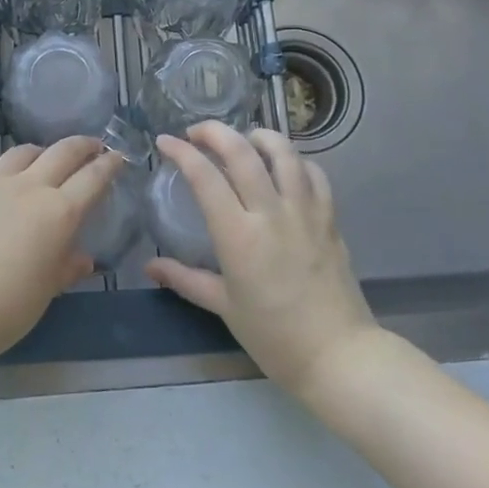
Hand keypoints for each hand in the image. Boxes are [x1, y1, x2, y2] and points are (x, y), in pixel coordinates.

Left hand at [0, 137, 121, 406]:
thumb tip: (83, 258)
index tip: (117, 157)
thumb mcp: (47, 290)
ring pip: (21, 153)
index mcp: (59, 212)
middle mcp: (28, 187)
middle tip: (91, 146)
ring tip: (42, 161)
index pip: (93, 177)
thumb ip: (67, 267)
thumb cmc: (7, 307)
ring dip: (38, 154)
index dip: (108, 164)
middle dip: (81, 146)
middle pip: (62, 152)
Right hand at [145, 122, 379, 402]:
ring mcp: (305, 211)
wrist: (338, 356)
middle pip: (242, 151)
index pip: (205, 177)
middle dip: (214, 131)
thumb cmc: (274, 336)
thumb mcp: (224, 307)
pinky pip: (313, 173)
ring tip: (243, 140)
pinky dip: (295, 160)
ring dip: (258, 136)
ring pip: (283, 152)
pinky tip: (283, 167)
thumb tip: (150, 266)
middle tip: (197, 133)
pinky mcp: (330, 218)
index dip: (181, 152)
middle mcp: (271, 213)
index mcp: (238, 235)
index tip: (165, 142)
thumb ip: (185, 279)